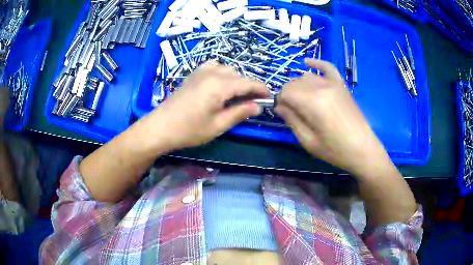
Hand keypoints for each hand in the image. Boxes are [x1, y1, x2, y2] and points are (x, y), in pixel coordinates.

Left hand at [140, 61, 269, 150]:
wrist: (160, 126)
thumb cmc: (189, 130)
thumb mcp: (218, 125)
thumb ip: (240, 113)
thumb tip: (258, 106)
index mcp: (220, 85)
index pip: (248, 82)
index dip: (261, 89)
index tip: (269, 97)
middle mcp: (212, 73)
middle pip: (238, 75)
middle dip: (248, 87)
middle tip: (251, 103)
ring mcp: (201, 71)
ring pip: (227, 69)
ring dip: (235, 80)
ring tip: (235, 96)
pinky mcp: (193, 74)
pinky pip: (213, 66)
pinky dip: (222, 73)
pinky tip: (219, 85)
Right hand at [275, 59, 391, 176]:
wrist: (362, 149)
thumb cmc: (335, 150)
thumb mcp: (308, 141)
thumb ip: (292, 120)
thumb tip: (279, 106)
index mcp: (312, 103)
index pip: (286, 92)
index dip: (280, 101)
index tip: (283, 113)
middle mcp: (321, 87)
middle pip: (295, 83)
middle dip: (289, 95)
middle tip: (293, 112)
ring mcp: (333, 84)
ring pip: (307, 76)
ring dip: (299, 86)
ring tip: (302, 101)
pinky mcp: (342, 85)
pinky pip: (328, 67)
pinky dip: (317, 64)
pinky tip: (307, 63)